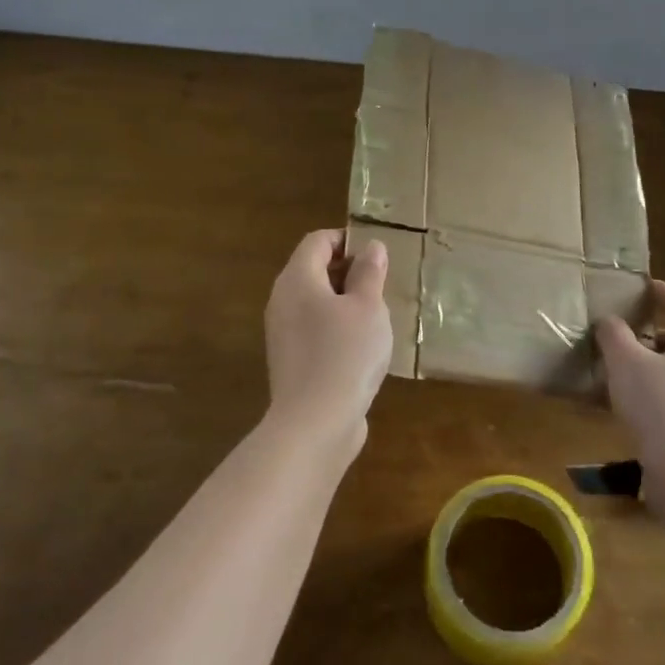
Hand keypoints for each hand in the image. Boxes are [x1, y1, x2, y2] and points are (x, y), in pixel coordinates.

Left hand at [263, 228, 392, 462]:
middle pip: (313, 270)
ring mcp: (283, 334)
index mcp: (297, 279)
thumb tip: (371, 247)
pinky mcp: (290, 361)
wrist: (314, 425)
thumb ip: (369, 273)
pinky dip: (336, 328)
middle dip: (348, 271)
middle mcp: (282, 301)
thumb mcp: (368, 307)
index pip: (317, 241)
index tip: (376, 255)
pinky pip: (314, 330)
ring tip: (377, 316)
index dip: (347, 240)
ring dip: (345, 302)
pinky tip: (362, 347)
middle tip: (381, 285)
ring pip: (315, 302)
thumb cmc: (345, 354)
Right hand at [596, 279, 664, 497]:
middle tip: (629, 330)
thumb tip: (609, 321)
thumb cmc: (659, 405)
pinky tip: (636, 404)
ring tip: (626, 369)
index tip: (644, 287)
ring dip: (657, 363)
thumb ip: (614, 334)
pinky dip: (661, 390)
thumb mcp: (625, 362)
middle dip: (657, 331)